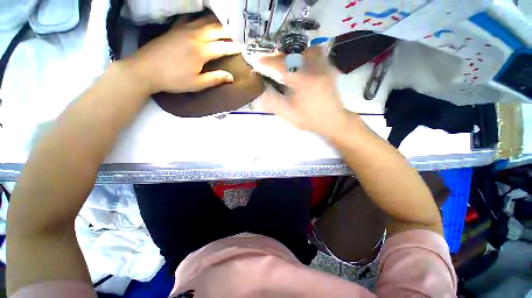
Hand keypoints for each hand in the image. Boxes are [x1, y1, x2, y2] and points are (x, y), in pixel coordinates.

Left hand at [126, 15, 242, 93]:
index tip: (243, 47)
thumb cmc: (173, 80)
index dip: (234, 47)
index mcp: (201, 52)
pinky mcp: (174, 28)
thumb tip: (231, 77)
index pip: (223, 47)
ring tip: (225, 24)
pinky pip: (190, 18)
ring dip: (217, 22)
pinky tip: (202, 18)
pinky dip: (199, 17)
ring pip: (204, 21)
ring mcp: (183, 30)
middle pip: (216, 30)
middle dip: (229, 31)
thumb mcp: (197, 84)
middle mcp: (195, 36)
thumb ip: (215, 79)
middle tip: (238, 33)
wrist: (145, 70)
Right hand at [259, 47, 361, 138]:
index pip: (282, 65)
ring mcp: (325, 66)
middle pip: (293, 54)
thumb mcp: (289, 114)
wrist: (333, 121)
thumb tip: (259, 93)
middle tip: (271, 64)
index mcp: (304, 81)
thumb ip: (272, 103)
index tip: (256, 60)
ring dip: (293, 55)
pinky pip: (316, 53)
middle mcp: (315, 68)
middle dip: (278, 57)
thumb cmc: (310, 119)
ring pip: (305, 50)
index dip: (267, 62)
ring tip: (286, 66)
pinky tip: (300, 67)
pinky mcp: (329, 67)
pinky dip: (305, 55)